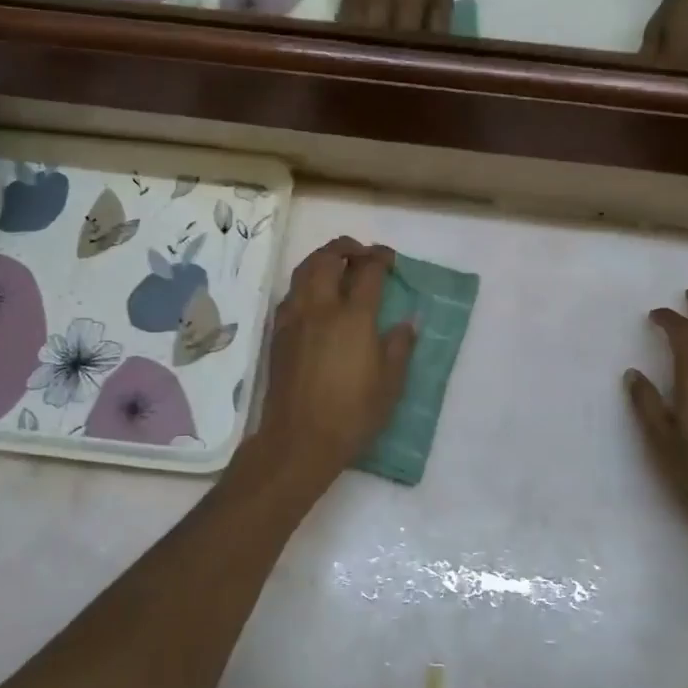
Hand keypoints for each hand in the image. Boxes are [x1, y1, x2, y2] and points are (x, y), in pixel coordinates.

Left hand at [253, 237, 414, 489]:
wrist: (299, 439)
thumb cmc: (352, 413)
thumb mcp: (390, 383)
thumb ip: (400, 345)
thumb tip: (410, 320)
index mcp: (354, 317)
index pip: (367, 271)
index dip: (380, 258)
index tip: (390, 259)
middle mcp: (321, 308)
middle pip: (328, 259)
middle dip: (347, 248)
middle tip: (362, 253)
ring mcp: (295, 318)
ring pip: (304, 270)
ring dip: (322, 259)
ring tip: (337, 264)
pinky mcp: (278, 333)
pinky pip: (291, 293)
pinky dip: (305, 282)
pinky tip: (315, 296)